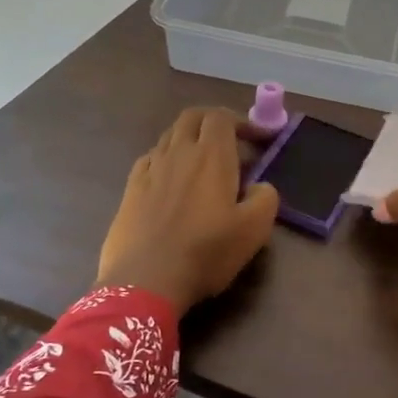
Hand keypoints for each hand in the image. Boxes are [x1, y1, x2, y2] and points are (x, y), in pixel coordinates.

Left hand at [96, 107, 279, 308]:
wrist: (146, 281)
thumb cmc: (206, 252)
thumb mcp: (255, 229)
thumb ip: (266, 198)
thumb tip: (259, 186)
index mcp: (211, 156)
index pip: (222, 117)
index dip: (243, 121)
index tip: (259, 140)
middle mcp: (178, 153)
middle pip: (192, 117)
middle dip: (214, 121)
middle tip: (232, 141)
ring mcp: (150, 169)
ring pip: (169, 136)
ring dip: (190, 139)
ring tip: (204, 162)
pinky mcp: (130, 189)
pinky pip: (150, 159)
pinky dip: (166, 159)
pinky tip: (172, 180)